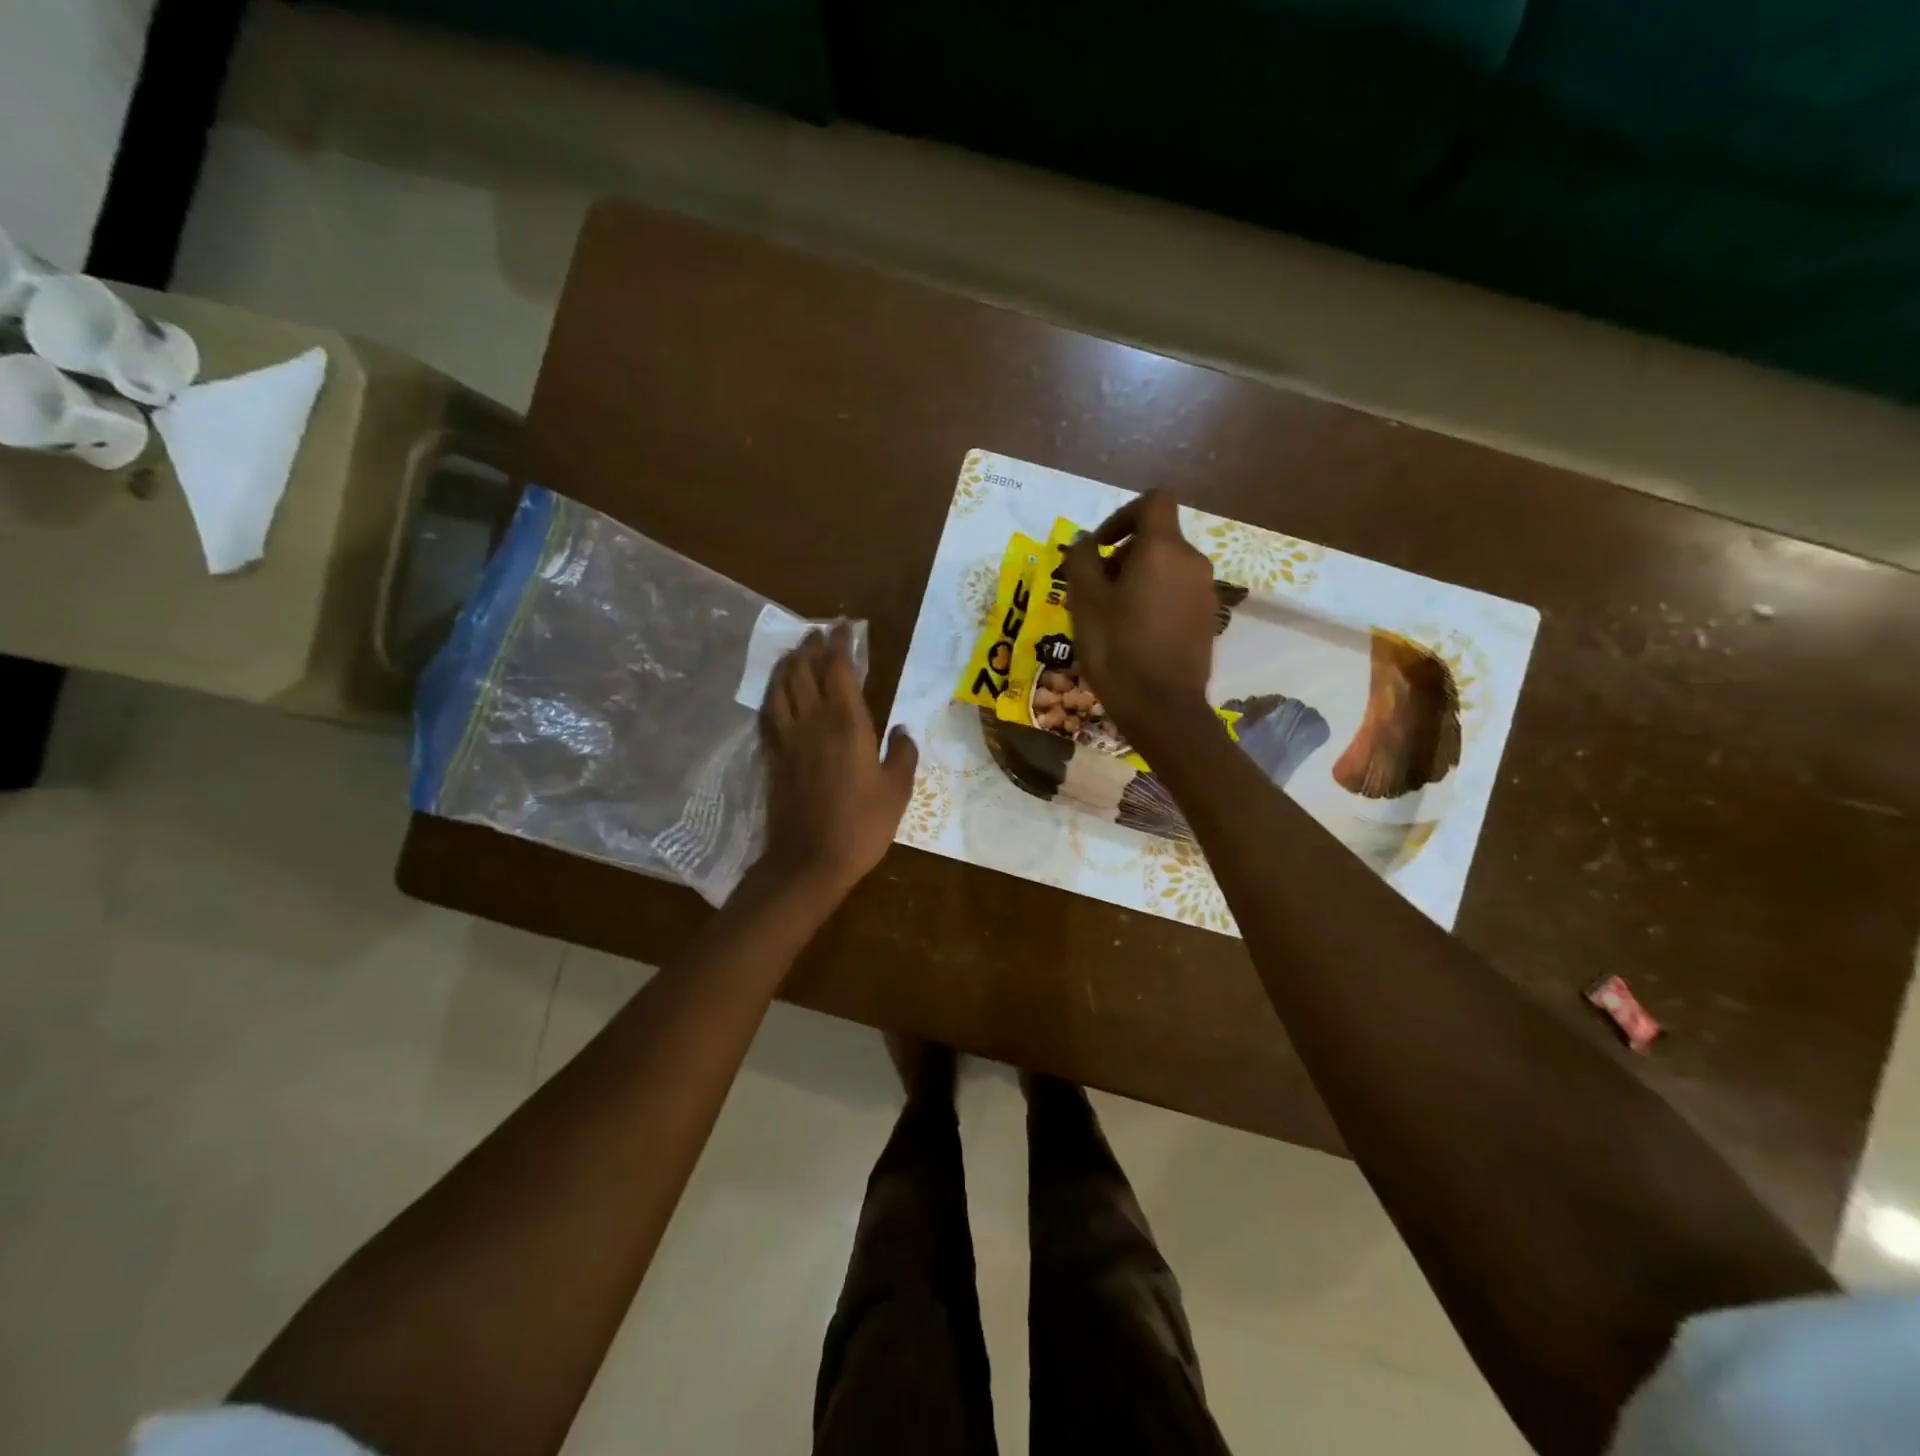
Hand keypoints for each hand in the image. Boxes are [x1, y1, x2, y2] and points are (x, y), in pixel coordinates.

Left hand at [759, 622, 918, 902]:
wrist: (809, 860)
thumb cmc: (862, 826)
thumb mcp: (897, 791)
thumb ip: (902, 754)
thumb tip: (901, 730)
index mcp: (847, 724)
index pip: (839, 669)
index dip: (840, 643)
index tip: (845, 626)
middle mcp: (813, 721)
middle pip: (805, 671)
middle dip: (812, 646)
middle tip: (819, 632)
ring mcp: (788, 738)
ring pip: (781, 687)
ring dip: (788, 664)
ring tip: (795, 651)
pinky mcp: (773, 757)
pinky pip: (768, 713)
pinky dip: (772, 694)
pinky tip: (776, 691)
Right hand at [1064, 491, 1218, 743]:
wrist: (1163, 708)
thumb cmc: (1118, 649)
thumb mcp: (1085, 602)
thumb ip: (1082, 560)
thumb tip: (1087, 541)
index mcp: (1163, 549)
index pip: (1154, 501)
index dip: (1124, 514)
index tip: (1101, 546)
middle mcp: (1192, 562)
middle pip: (1157, 537)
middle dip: (1123, 554)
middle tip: (1094, 589)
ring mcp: (1204, 591)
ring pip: (1166, 567)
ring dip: (1136, 578)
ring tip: (1110, 615)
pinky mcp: (1207, 618)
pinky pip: (1176, 592)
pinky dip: (1154, 598)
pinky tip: (1133, 633)